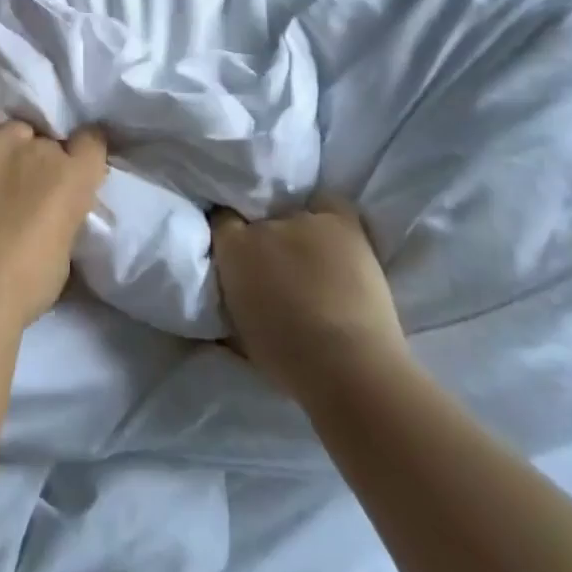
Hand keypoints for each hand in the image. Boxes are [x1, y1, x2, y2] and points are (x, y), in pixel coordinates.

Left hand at [0, 109, 107, 330]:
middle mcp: (41, 149)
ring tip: (1, 173)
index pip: (93, 139)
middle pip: (49, 139)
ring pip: (15, 129)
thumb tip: (59, 206)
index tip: (77, 168)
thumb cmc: (26, 284)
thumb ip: (69, 213)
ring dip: (14, 147)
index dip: (85, 153)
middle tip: (30, 188)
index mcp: (75, 176)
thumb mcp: (68, 248)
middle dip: (44, 160)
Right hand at [210, 198, 405, 397]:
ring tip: (313, 257)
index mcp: (233, 252)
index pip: (222, 221)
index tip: (240, 253)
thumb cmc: (289, 361)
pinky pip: (328, 203)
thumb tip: (235, 288)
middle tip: (279, 264)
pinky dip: (328, 216)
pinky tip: (334, 238)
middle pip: (259, 219)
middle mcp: (262, 227)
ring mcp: (303, 220)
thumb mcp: (240, 330)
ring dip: (299, 231)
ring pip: (294, 213)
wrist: (350, 368)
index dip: (231, 235)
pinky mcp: (341, 222)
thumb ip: (232, 297)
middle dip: (265, 236)